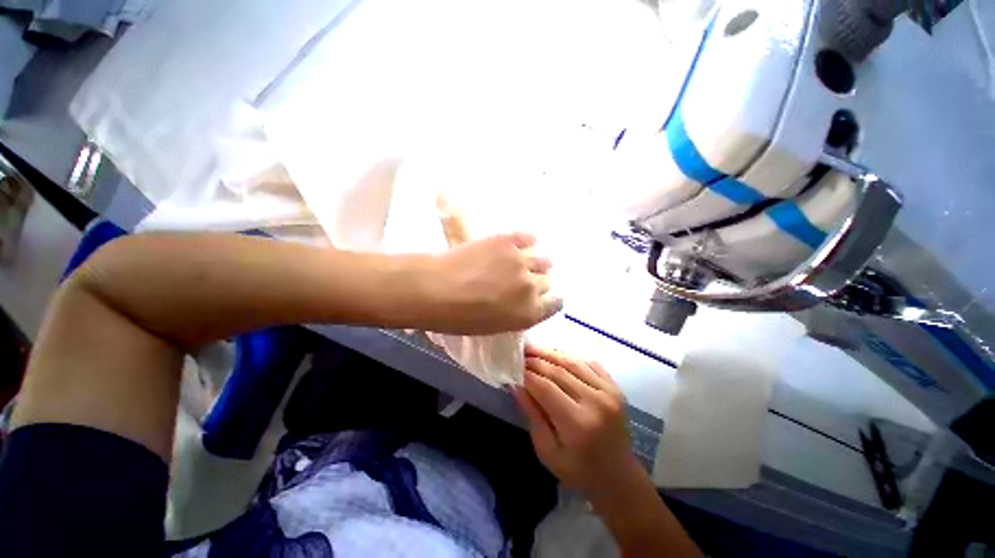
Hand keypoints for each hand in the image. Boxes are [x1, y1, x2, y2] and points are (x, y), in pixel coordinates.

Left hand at [424, 232, 561, 333]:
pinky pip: (527, 238)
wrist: (435, 289)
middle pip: (546, 281)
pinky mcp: (507, 241)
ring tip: (525, 261)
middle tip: (523, 280)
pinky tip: (524, 242)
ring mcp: (520, 262)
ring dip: (537, 263)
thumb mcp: (493, 325)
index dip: (550, 299)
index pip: (555, 304)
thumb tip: (521, 301)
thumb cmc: (458, 317)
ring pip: (542, 261)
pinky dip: (527, 241)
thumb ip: (515, 313)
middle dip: (538, 282)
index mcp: (528, 314)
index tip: (544, 296)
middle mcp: (531, 288)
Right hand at [513, 345, 635, 496]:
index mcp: (578, 423)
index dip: (527, 375)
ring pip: (573, 363)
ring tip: (534, 349)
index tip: (513, 368)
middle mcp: (595, 402)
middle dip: (536, 361)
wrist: (618, 477)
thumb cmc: (578, 471)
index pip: (545, 388)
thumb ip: (532, 415)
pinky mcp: (615, 388)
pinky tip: (557, 356)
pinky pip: (589, 364)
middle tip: (520, 354)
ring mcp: (609, 392)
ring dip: (551, 354)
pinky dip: (570, 358)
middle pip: (559, 371)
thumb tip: (516, 386)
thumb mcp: (547, 451)